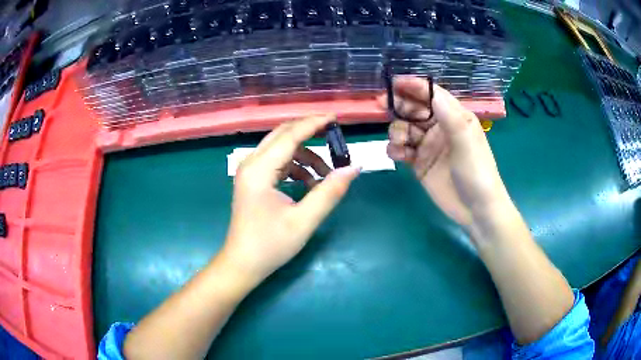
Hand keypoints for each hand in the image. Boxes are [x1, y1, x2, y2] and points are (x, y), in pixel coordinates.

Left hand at [222, 115, 359, 283]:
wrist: (243, 264)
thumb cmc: (270, 245)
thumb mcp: (304, 220)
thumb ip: (330, 192)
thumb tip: (354, 168)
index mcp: (260, 169)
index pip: (290, 135)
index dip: (314, 123)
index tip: (336, 118)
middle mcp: (251, 163)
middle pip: (283, 135)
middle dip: (310, 132)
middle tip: (336, 138)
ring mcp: (250, 171)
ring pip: (281, 148)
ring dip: (306, 156)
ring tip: (326, 176)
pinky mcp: (253, 180)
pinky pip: (278, 162)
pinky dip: (296, 167)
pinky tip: (310, 185)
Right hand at [377, 76, 509, 229]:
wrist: (475, 209)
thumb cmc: (477, 171)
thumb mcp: (466, 142)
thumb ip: (449, 117)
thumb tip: (432, 94)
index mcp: (454, 117)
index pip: (432, 95)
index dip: (414, 86)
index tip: (394, 83)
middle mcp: (439, 128)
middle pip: (414, 109)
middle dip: (399, 105)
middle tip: (382, 104)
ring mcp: (428, 146)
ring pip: (404, 128)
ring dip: (397, 131)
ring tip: (400, 142)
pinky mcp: (418, 163)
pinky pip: (401, 150)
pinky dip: (395, 149)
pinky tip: (398, 155)